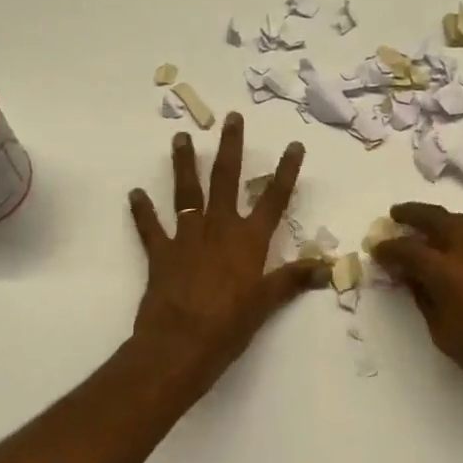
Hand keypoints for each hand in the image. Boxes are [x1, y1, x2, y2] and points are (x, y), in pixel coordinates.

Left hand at [127, 113, 325, 400]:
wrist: (180, 344)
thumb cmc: (230, 326)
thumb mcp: (266, 304)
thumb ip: (293, 279)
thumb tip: (327, 268)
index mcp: (249, 241)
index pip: (273, 199)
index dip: (286, 172)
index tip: (294, 145)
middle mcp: (219, 229)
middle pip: (226, 180)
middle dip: (230, 148)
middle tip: (231, 118)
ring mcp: (187, 237)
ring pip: (186, 192)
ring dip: (183, 164)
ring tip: (180, 138)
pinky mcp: (161, 253)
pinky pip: (150, 227)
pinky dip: (142, 211)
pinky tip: (135, 194)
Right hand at [371, 202, 462, 422]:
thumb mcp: (443, 333)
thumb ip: (424, 298)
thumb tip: (409, 277)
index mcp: (450, 274)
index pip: (410, 250)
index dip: (389, 248)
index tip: (376, 248)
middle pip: (440, 220)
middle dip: (415, 213)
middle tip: (397, 214)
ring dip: (441, 219)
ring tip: (426, 225)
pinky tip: (457, 248)